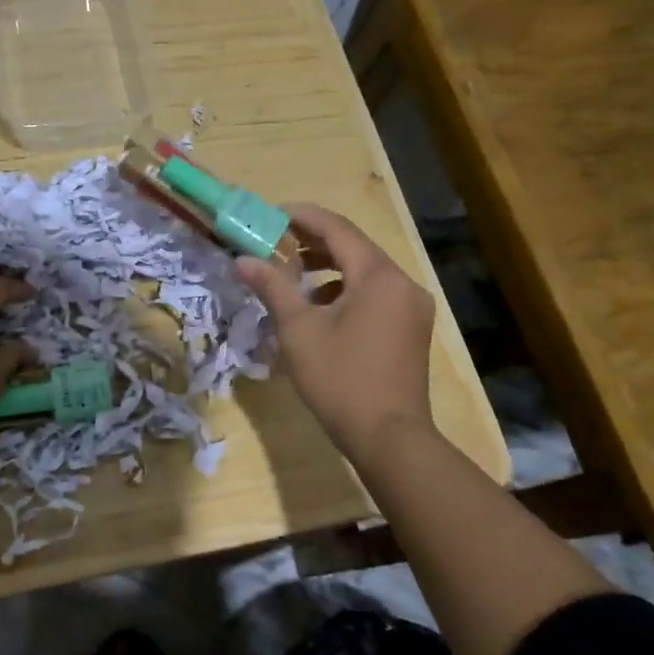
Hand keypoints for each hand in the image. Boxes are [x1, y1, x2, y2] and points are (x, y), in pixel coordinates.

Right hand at [235, 204, 434, 459]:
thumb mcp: (298, 330)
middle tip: (275, 241)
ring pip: (365, 271)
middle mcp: (402, 283)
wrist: (390, 439)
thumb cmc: (341, 379)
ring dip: (329, 266)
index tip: (270, 215)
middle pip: (354, 247)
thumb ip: (272, 287)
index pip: (337, 228)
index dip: (302, 217)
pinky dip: (346, 290)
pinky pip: (375, 294)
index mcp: (378, 276)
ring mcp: (411, 308)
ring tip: (292, 274)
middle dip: (313, 241)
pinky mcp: (411, 329)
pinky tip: (320, 308)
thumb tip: (242, 259)